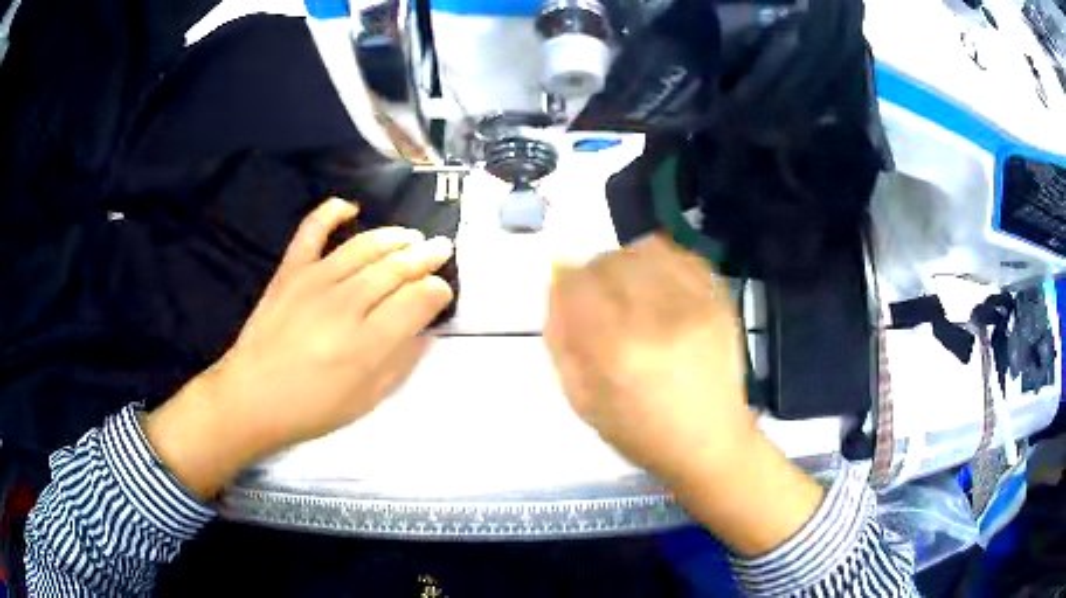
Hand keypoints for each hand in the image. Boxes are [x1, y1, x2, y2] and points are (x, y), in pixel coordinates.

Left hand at [145, 198, 453, 498]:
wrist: (251, 397)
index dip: (437, 291)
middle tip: (441, 249)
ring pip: (364, 247)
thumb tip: (424, 330)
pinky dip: (330, 212)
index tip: (443, 291)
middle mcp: (346, 304)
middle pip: (396, 268)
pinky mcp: (290, 271)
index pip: (417, 300)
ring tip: (411, 236)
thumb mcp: (366, 399)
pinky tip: (349, 207)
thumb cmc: (312, 407)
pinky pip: (312, 231)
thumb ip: (400, 362)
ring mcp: (315, 281)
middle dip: (425, 257)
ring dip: (394, 237)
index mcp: (368, 343)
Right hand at [546, 234, 753, 484]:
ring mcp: (695, 305)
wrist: (711, 443)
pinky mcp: (720, 302)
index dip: (566, 284)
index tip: (570, 298)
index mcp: (615, 350)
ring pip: (645, 250)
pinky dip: (663, 262)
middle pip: (610, 261)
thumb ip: (561, 340)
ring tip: (632, 291)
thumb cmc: (640, 433)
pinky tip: (661, 286)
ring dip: (627, 264)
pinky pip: (683, 256)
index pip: (576, 283)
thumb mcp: (582, 400)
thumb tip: (556, 286)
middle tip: (600, 301)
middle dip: (594, 274)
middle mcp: (656, 318)